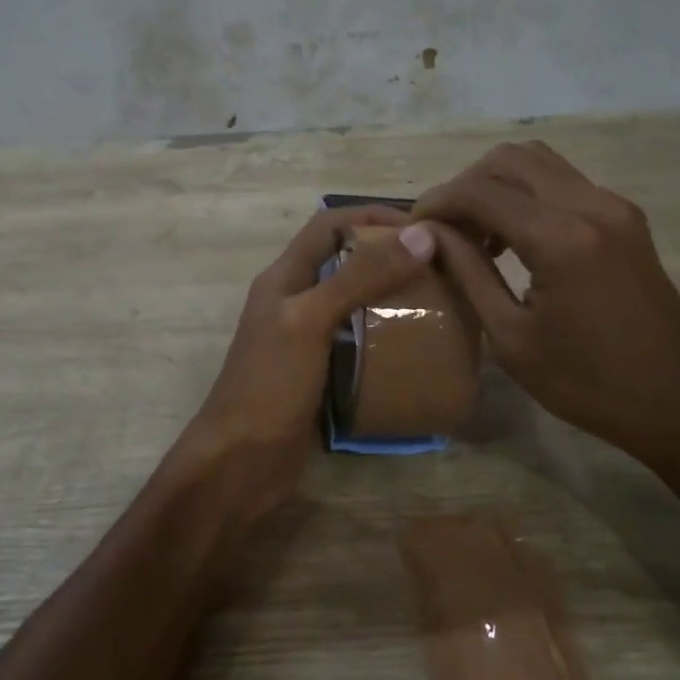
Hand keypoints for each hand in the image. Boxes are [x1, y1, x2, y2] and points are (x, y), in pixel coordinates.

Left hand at [166, 206, 436, 532]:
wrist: (239, 463)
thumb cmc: (270, 384)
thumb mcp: (311, 320)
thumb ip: (360, 278)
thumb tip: (420, 236)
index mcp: (284, 278)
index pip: (329, 224)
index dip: (371, 215)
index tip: (422, 226)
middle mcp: (295, 301)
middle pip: (345, 261)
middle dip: (389, 255)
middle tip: (440, 265)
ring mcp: (307, 339)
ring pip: (355, 302)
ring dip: (392, 295)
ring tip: (439, 300)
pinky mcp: (321, 373)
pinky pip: (359, 342)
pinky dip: (387, 336)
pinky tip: (418, 345)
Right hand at [415, 142, 679, 469]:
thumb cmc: (588, 385)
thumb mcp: (511, 338)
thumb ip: (468, 273)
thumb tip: (429, 233)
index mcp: (561, 239)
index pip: (479, 191)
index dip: (436, 203)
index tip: (412, 230)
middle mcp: (591, 205)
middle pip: (508, 159)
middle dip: (464, 186)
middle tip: (443, 229)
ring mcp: (615, 206)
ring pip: (538, 162)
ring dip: (497, 185)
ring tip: (475, 233)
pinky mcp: (626, 217)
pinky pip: (563, 182)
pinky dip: (527, 194)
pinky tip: (513, 238)